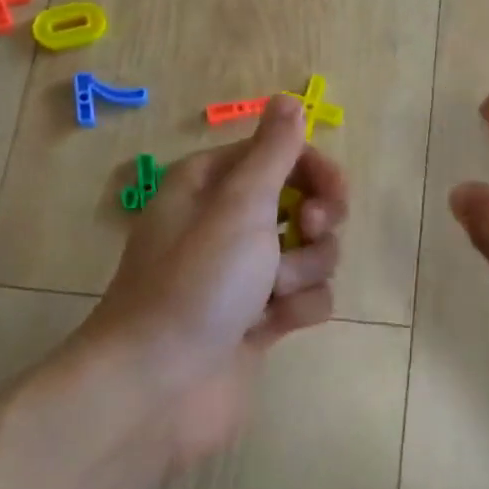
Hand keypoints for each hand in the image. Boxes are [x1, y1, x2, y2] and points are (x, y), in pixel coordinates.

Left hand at [83, 95, 347, 464]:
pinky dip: (298, 308)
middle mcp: (228, 223)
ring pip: (311, 252)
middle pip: (303, 201)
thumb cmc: (196, 283)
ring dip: (304, 270)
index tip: (331, 195)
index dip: (314, 170)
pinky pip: (306, 297)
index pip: (281, 154)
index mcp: (212, 185)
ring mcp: (246, 273)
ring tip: (274, 294)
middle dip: (315, 221)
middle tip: (307, 233)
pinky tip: (273, 326)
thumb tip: (288, 98)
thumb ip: (273, 151)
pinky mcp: (260, 318)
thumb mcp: (238, 205)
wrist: (157, 390)